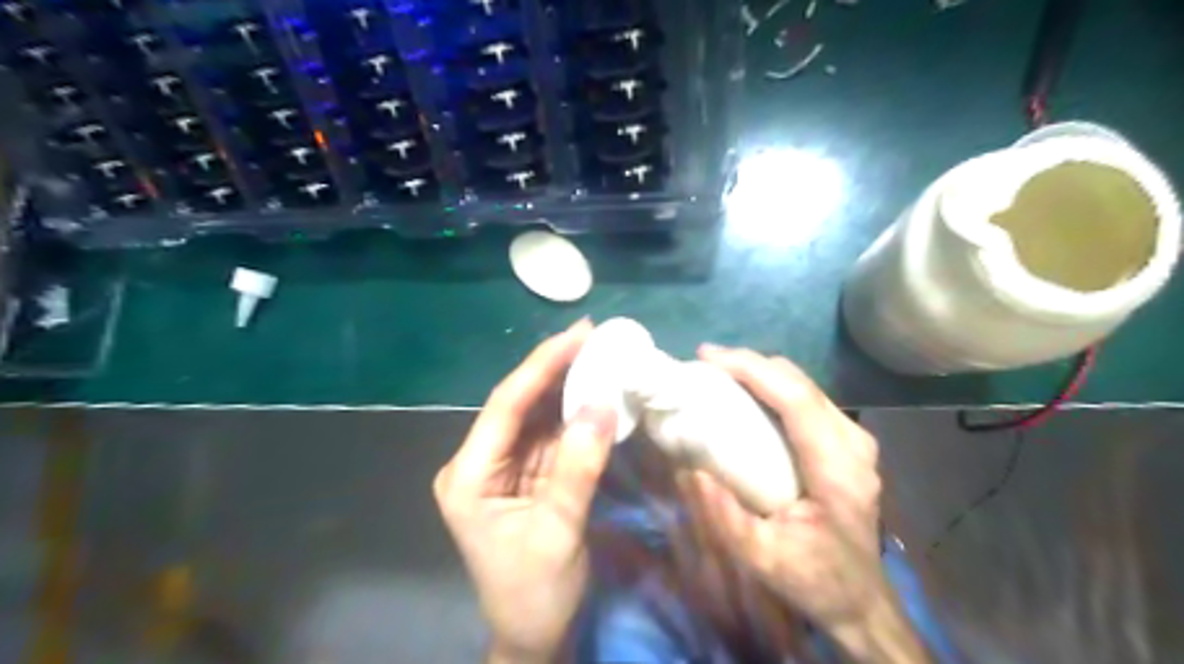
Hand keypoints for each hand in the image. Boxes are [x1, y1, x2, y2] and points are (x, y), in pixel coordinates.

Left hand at [437, 320, 619, 661]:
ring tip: (599, 354)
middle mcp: (479, 462)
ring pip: (536, 415)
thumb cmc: (536, 592)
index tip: (577, 335)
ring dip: (567, 386)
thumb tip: (602, 404)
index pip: (505, 406)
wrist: (534, 635)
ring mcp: (502, 467)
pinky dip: (573, 413)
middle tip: (594, 336)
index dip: (541, 366)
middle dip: (555, 368)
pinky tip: (593, 391)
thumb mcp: (559, 531)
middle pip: (519, 404)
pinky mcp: (525, 474)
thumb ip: (579, 467)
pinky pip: (549, 435)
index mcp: (469, 475)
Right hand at [692, 346, 929, 663]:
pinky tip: (747, 394)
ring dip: (762, 372)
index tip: (708, 357)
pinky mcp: (848, 442)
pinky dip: (773, 386)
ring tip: (721, 374)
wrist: (860, 599)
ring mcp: (855, 440)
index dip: (753, 369)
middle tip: (706, 363)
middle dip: (751, 363)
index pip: (796, 400)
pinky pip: (807, 398)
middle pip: (801, 382)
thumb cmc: (815, 579)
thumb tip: (690, 470)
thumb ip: (726, 518)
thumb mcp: (764, 560)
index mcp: (838, 470)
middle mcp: (853, 444)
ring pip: (805, 384)